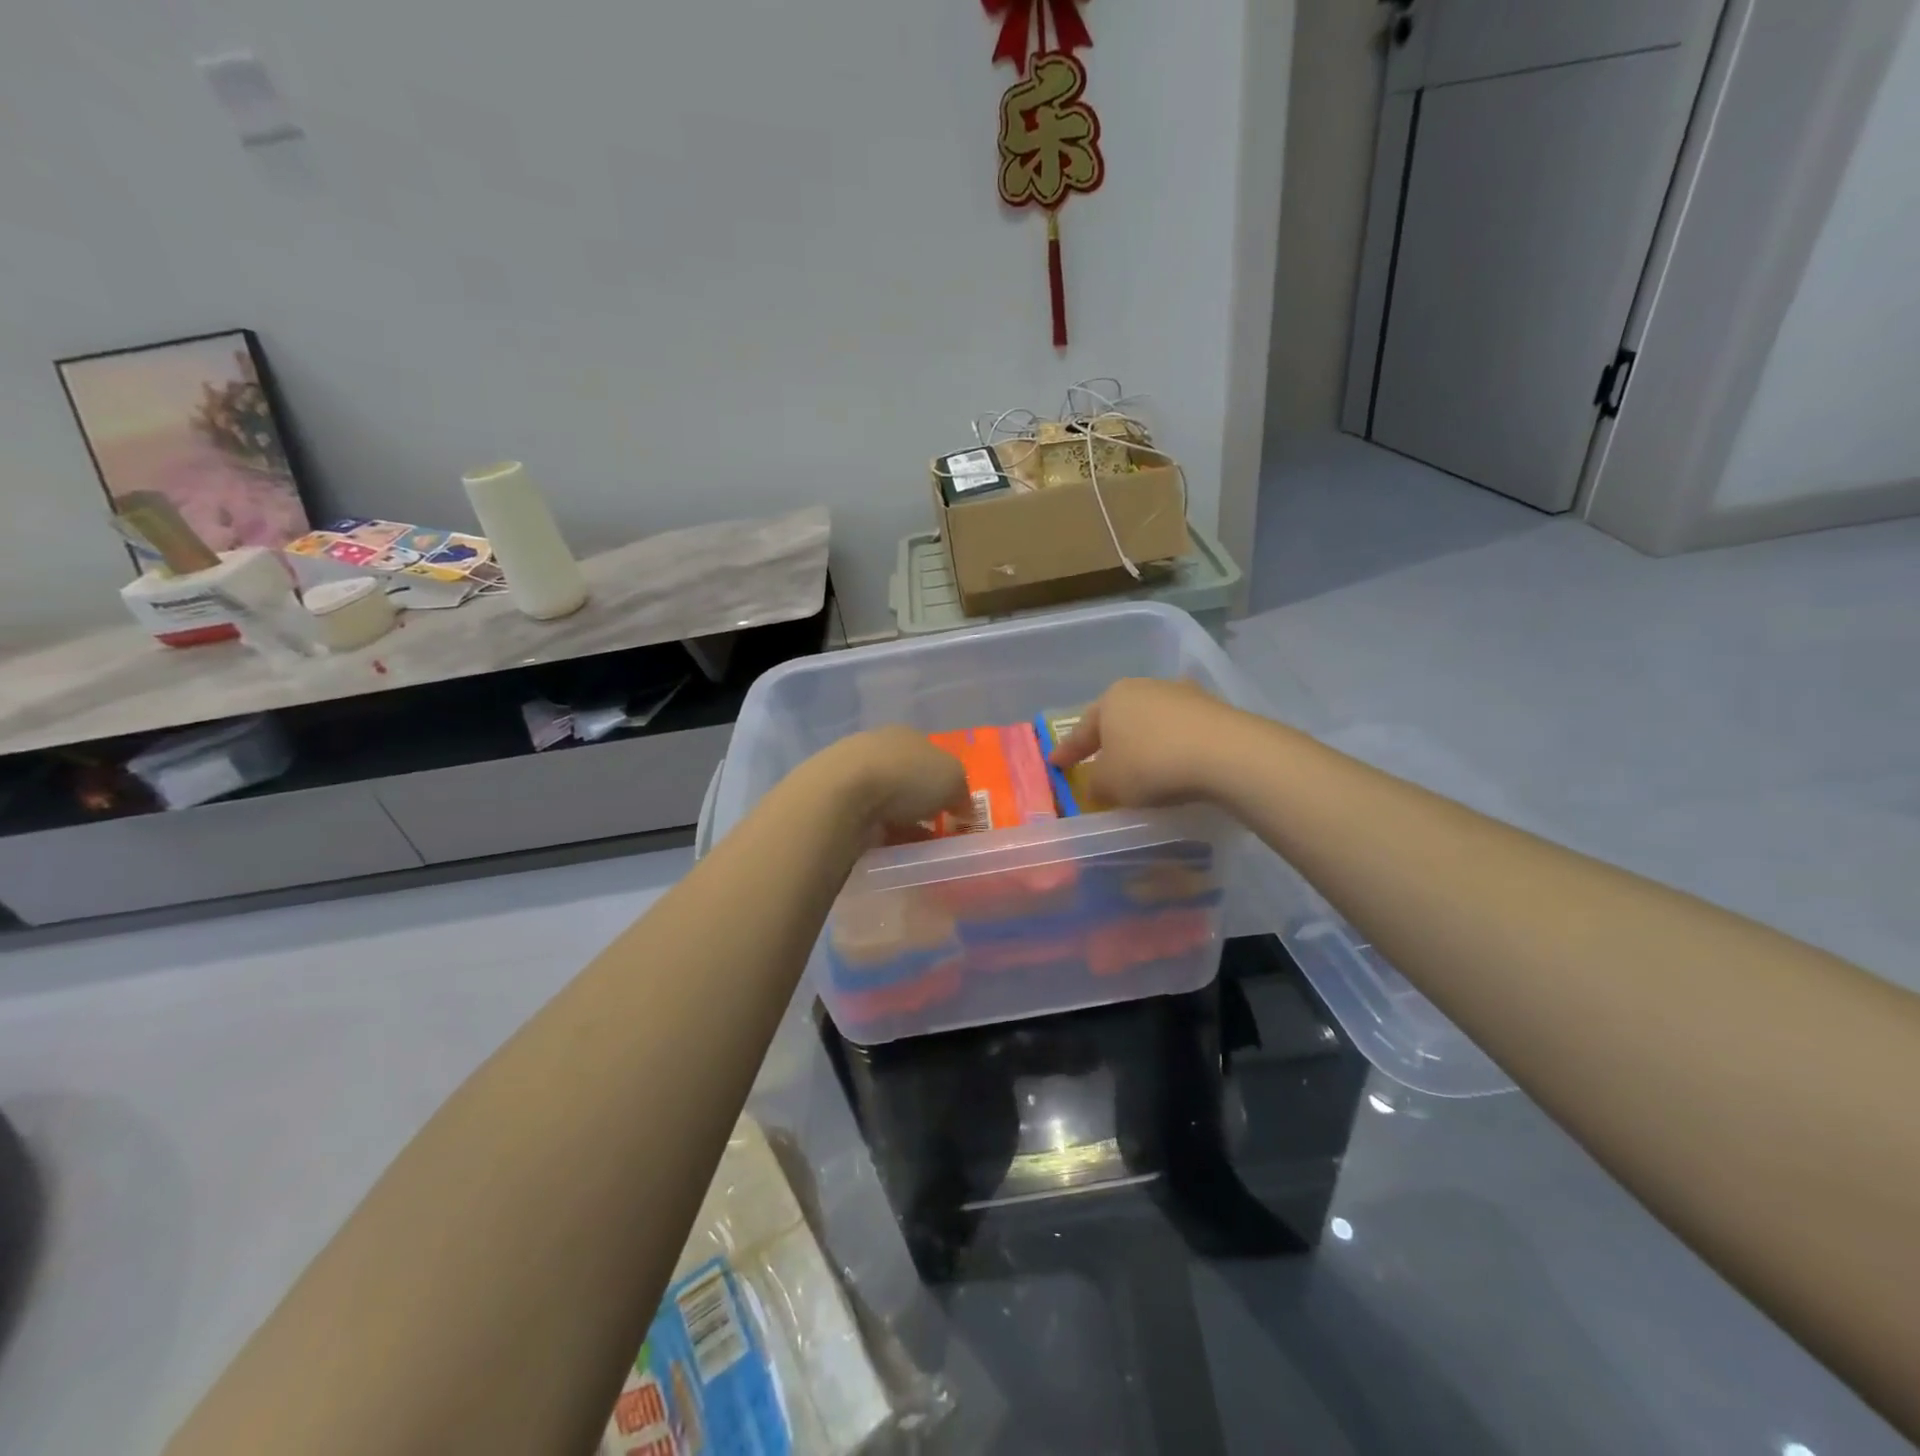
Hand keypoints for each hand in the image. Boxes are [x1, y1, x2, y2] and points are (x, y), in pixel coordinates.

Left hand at [818, 726, 971, 833]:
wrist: (842, 794)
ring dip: (897, 820)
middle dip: (918, 802)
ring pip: (882, 798)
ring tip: (909, 845)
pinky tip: (883, 846)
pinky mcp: (830, 798)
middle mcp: (877, 746)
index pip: (931, 756)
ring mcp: (849, 770)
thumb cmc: (907, 777)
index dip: (944, 782)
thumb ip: (961, 793)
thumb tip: (963, 808)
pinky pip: (862, 817)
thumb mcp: (953, 781)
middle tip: (931, 829)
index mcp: (907, 734)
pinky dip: (874, 830)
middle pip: (905, 777)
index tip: (951, 809)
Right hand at [1048, 678, 1235, 807]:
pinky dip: (1171, 747)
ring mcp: (1182, 695)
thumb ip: (1095, 784)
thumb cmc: (1151, 764)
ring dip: (1142, 743)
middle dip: (1107, 742)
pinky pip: (1180, 732)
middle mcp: (1144, 687)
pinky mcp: (1213, 708)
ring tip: (1140, 766)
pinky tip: (1174, 764)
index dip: (1067, 750)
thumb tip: (1096, 784)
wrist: (1225, 754)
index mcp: (1112, 698)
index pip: (1082, 729)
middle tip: (1098, 762)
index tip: (1055, 764)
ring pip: (1150, 722)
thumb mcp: (1110, 783)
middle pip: (1118, 720)